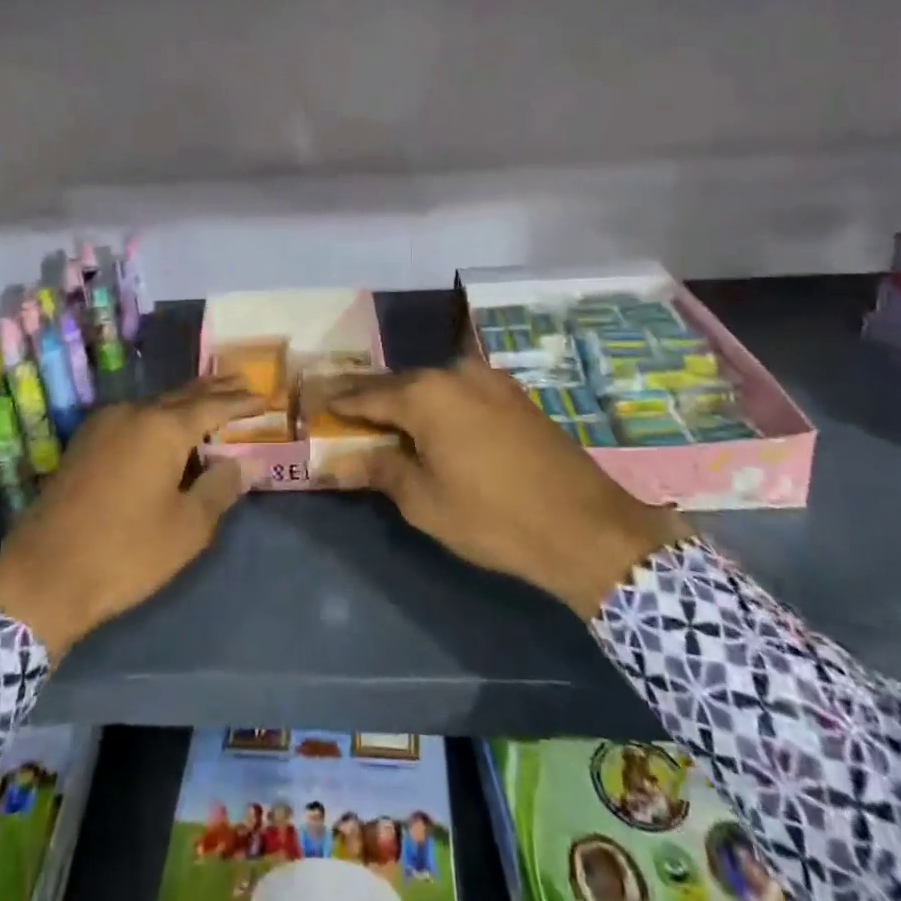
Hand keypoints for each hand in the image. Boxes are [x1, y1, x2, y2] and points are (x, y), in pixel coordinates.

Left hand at [0, 376, 260, 656]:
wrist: (41, 577)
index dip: (241, 402)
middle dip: (215, 390)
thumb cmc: (125, 552)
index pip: (213, 406)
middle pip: (183, 395)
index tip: (264, 398)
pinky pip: (133, 419)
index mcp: (162, 428)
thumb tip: (247, 462)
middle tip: (243, 383)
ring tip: (211, 402)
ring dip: (185, 403)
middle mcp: (133, 414)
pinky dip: (159, 418)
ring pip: (155, 405)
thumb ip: (220, 487)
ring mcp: (103, 425)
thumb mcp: (187, 527)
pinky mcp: (83, 443)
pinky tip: (166, 429)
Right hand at [318, 358, 689, 618]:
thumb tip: (337, 462)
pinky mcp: (513, 394)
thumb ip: (380, 470)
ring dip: (407, 401)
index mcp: (426, 394)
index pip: (368, 394)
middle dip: (372, 399)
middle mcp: (455, 373)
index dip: (339, 402)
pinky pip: (461, 392)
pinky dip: (439, 405)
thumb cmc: (494, 517)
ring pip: (432, 386)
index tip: (314, 404)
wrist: (586, 527)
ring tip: (384, 420)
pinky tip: (432, 424)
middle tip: (343, 411)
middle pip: (400, 384)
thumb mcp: (425, 502)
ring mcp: (489, 380)